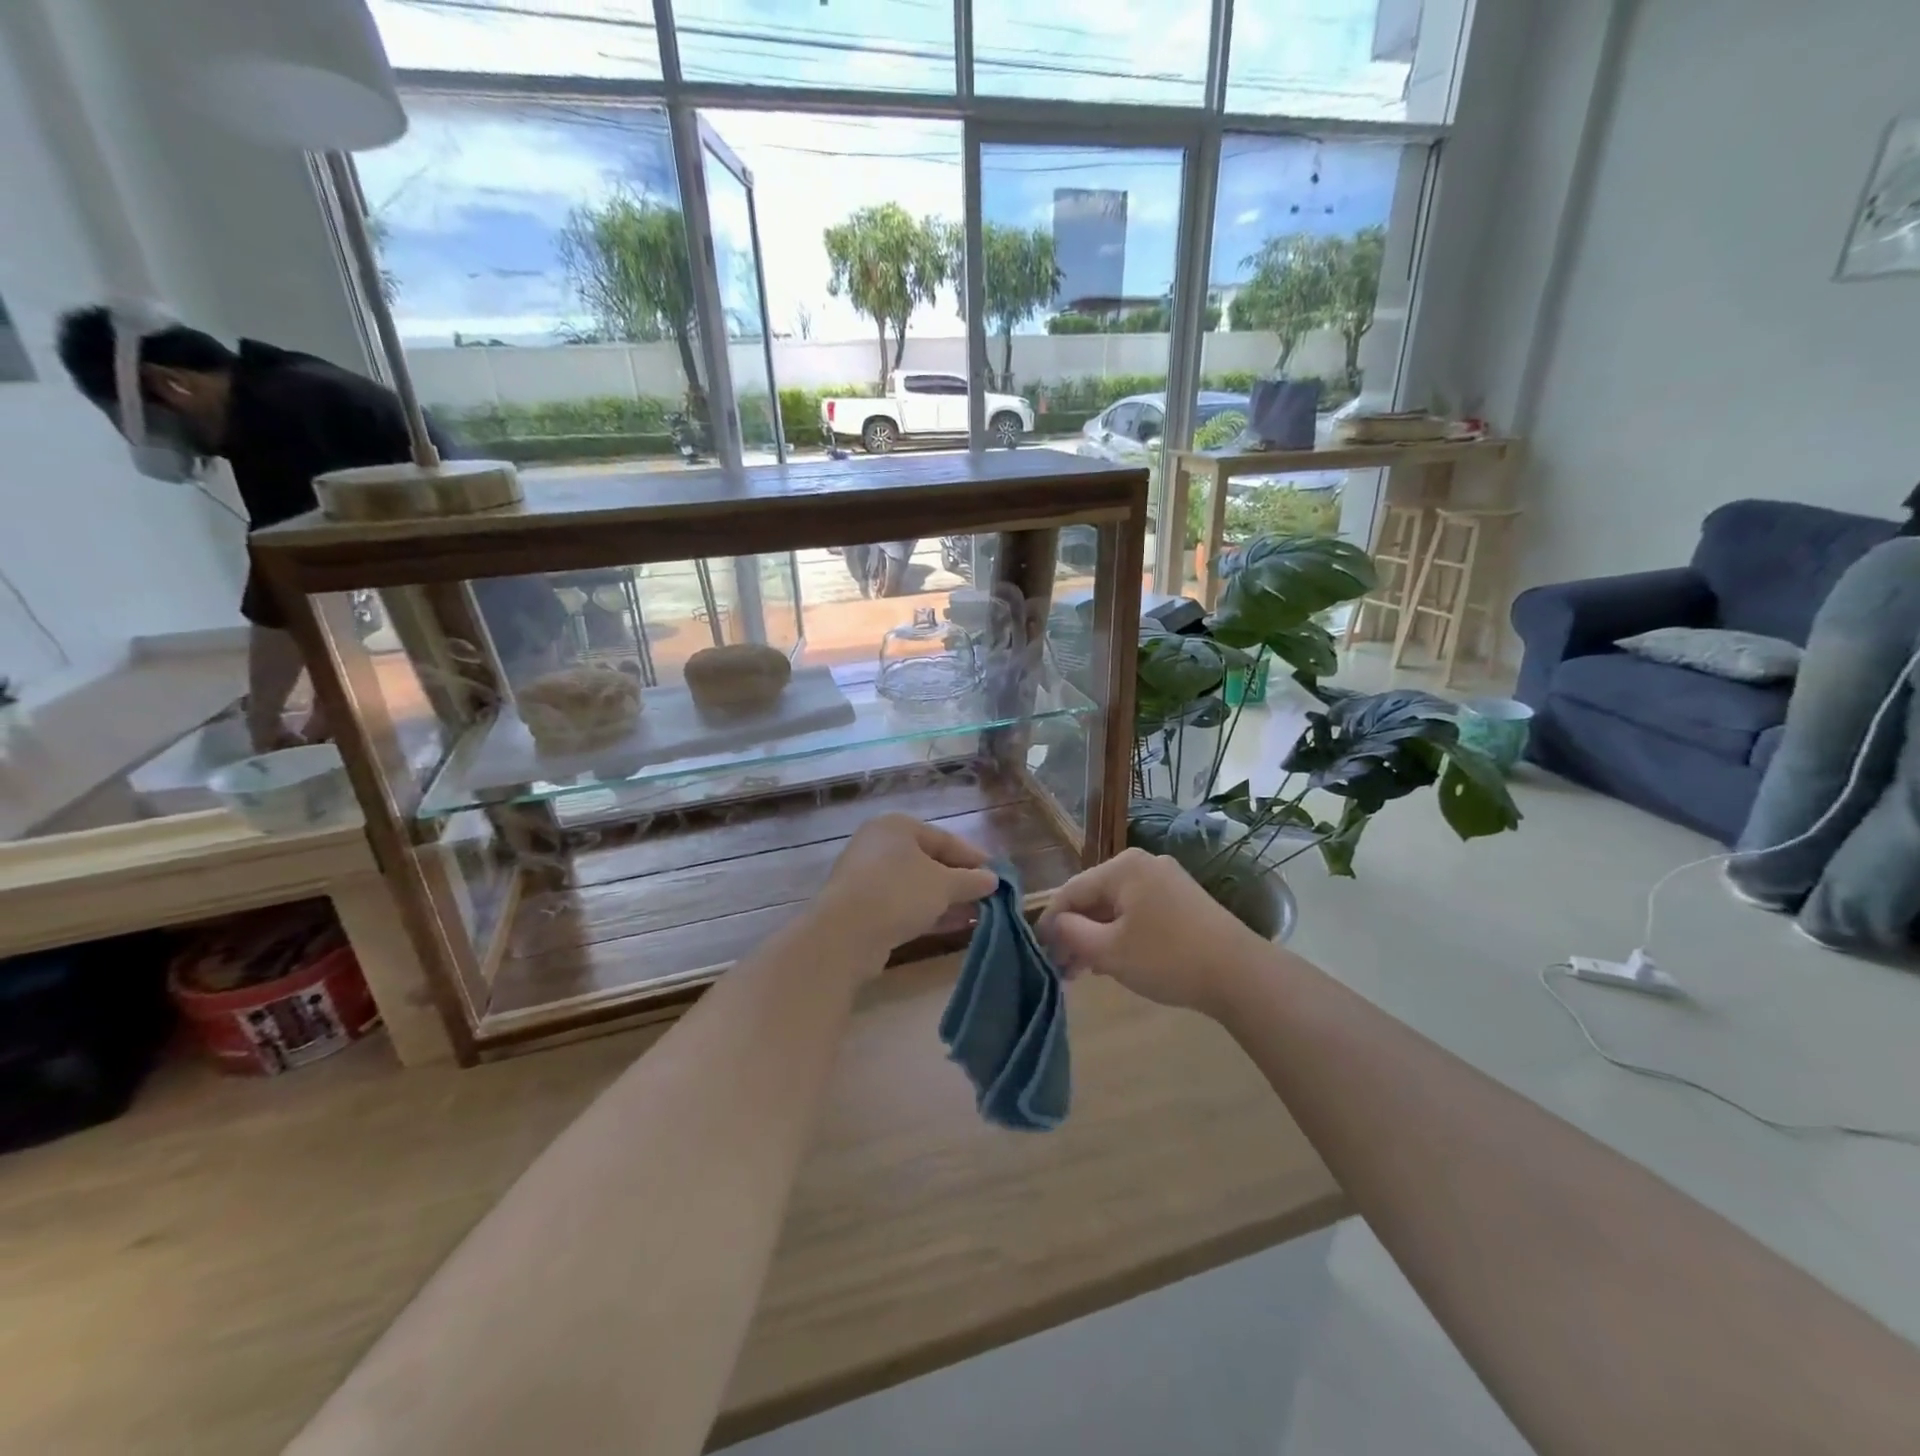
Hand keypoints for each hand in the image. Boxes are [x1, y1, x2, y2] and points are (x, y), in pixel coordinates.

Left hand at [816, 814, 998, 957]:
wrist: (844, 934)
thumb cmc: (899, 893)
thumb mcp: (944, 885)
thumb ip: (971, 880)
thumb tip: (992, 879)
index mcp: (896, 826)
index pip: (944, 838)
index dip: (973, 857)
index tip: (997, 874)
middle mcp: (878, 845)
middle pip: (928, 861)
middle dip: (959, 880)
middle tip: (987, 896)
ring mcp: (866, 876)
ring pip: (915, 884)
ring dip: (945, 899)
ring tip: (976, 914)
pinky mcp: (861, 906)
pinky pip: (901, 903)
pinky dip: (926, 912)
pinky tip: (951, 925)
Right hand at [1038, 848, 1268, 1013]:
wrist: (1240, 974)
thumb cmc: (1167, 958)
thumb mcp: (1109, 951)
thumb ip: (1071, 933)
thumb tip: (1055, 925)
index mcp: (1123, 867)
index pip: (1071, 890)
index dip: (1050, 921)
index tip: (1038, 951)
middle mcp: (1144, 864)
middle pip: (1094, 897)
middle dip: (1075, 932)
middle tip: (1062, 969)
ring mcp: (1167, 880)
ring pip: (1116, 907)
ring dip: (1097, 936)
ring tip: (1083, 971)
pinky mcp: (1183, 900)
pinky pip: (1138, 911)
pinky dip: (1121, 933)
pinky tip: (1114, 960)